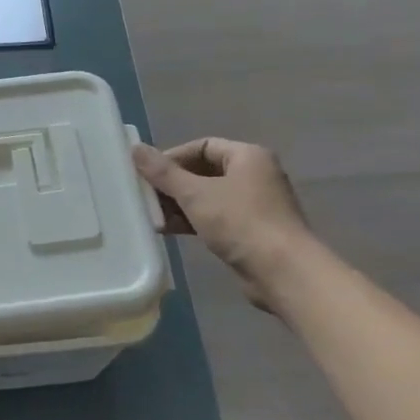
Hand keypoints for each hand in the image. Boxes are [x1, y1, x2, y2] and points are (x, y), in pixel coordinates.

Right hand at [132, 139, 313, 311]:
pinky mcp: (252, 231)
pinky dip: (194, 221)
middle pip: (204, 171)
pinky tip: (170, 231)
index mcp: (248, 156)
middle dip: (173, 184)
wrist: (284, 273)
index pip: (202, 146)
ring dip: (180, 205)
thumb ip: (163, 172)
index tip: (148, 173)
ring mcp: (255, 205)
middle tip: (146, 196)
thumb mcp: (195, 194)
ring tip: (153, 217)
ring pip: (209, 197)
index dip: (173, 157)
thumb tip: (135, 148)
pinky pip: (217, 218)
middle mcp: (255, 175)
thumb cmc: (241, 223)